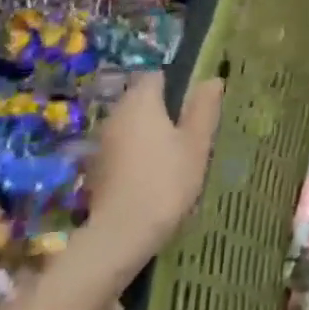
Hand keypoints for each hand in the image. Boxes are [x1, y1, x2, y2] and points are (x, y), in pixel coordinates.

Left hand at [80, 70, 225, 274]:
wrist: (121, 234)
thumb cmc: (166, 180)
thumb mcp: (196, 142)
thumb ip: (204, 108)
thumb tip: (212, 79)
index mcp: (141, 101)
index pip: (157, 76)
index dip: (177, 84)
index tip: (195, 104)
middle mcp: (116, 114)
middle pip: (142, 100)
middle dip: (163, 110)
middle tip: (190, 132)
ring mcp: (103, 143)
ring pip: (131, 126)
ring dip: (149, 134)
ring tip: (175, 155)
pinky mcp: (97, 169)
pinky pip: (122, 149)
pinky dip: (137, 154)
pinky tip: (153, 175)